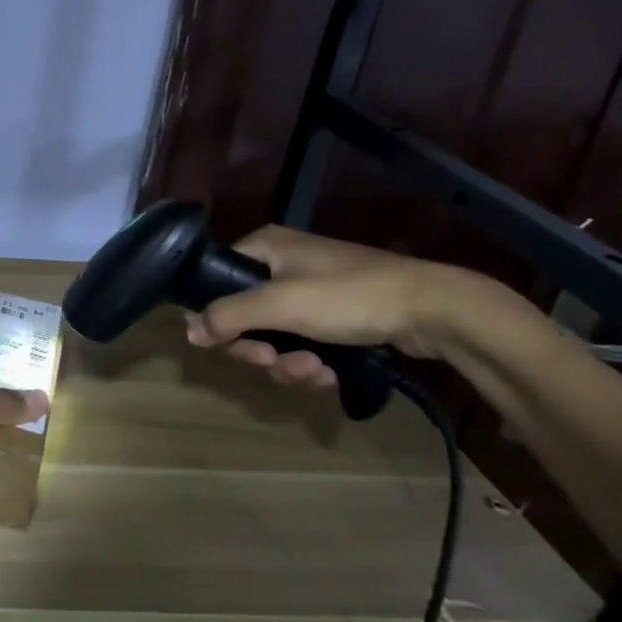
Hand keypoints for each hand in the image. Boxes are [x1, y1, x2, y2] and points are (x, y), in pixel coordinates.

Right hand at [183, 225, 486, 391]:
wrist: (433, 309)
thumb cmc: (347, 295)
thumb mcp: (279, 304)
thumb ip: (228, 316)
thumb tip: (188, 330)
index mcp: (265, 247)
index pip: (217, 278)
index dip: (217, 314)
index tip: (229, 343)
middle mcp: (283, 265)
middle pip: (245, 315)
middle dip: (259, 348)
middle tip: (272, 362)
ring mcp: (312, 292)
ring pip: (276, 336)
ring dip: (288, 362)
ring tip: (314, 371)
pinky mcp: (338, 317)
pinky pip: (305, 344)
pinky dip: (311, 363)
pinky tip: (329, 374)